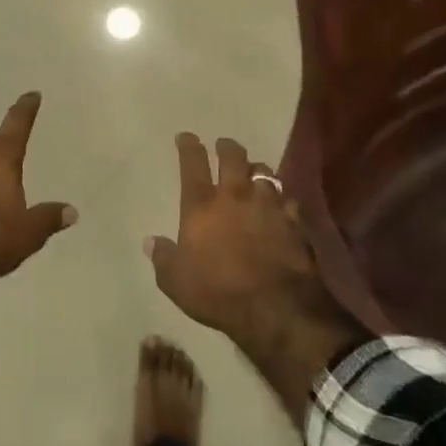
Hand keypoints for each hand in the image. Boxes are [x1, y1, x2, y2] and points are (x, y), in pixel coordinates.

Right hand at [147, 134, 366, 419]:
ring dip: (256, 170)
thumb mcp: (176, 282)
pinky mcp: (294, 222)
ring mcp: (268, 206)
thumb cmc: (218, 292)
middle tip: (224, 146)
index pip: (193, 164)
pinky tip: (280, 207)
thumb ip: (163, 258)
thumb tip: (151, 242)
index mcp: (202, 206)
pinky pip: (287, 201)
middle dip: (227, 147)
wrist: (277, 308)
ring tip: (253, 172)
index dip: (188, 146)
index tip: (186, 137)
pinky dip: (281, 200)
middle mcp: (235, 196)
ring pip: (264, 172)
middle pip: (233, 157)